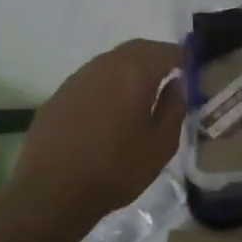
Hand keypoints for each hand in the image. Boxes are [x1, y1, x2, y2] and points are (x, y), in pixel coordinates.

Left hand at [10, 39, 183, 231]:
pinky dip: (108, 83)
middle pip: (137, 49)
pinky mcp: (59, 94)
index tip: (191, 64)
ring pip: (111, 61)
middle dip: (155, 56)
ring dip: (130, 68)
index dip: (181, 56)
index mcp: (135, 73)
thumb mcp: (161, 145)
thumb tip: (176, 84)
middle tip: (169, 72)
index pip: (165, 51)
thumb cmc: (116, 170)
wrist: (51, 193)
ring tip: (141, 90)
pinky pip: (92, 78)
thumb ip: (174, 108)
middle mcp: (105, 65)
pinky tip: (110, 107)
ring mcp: (78, 78)